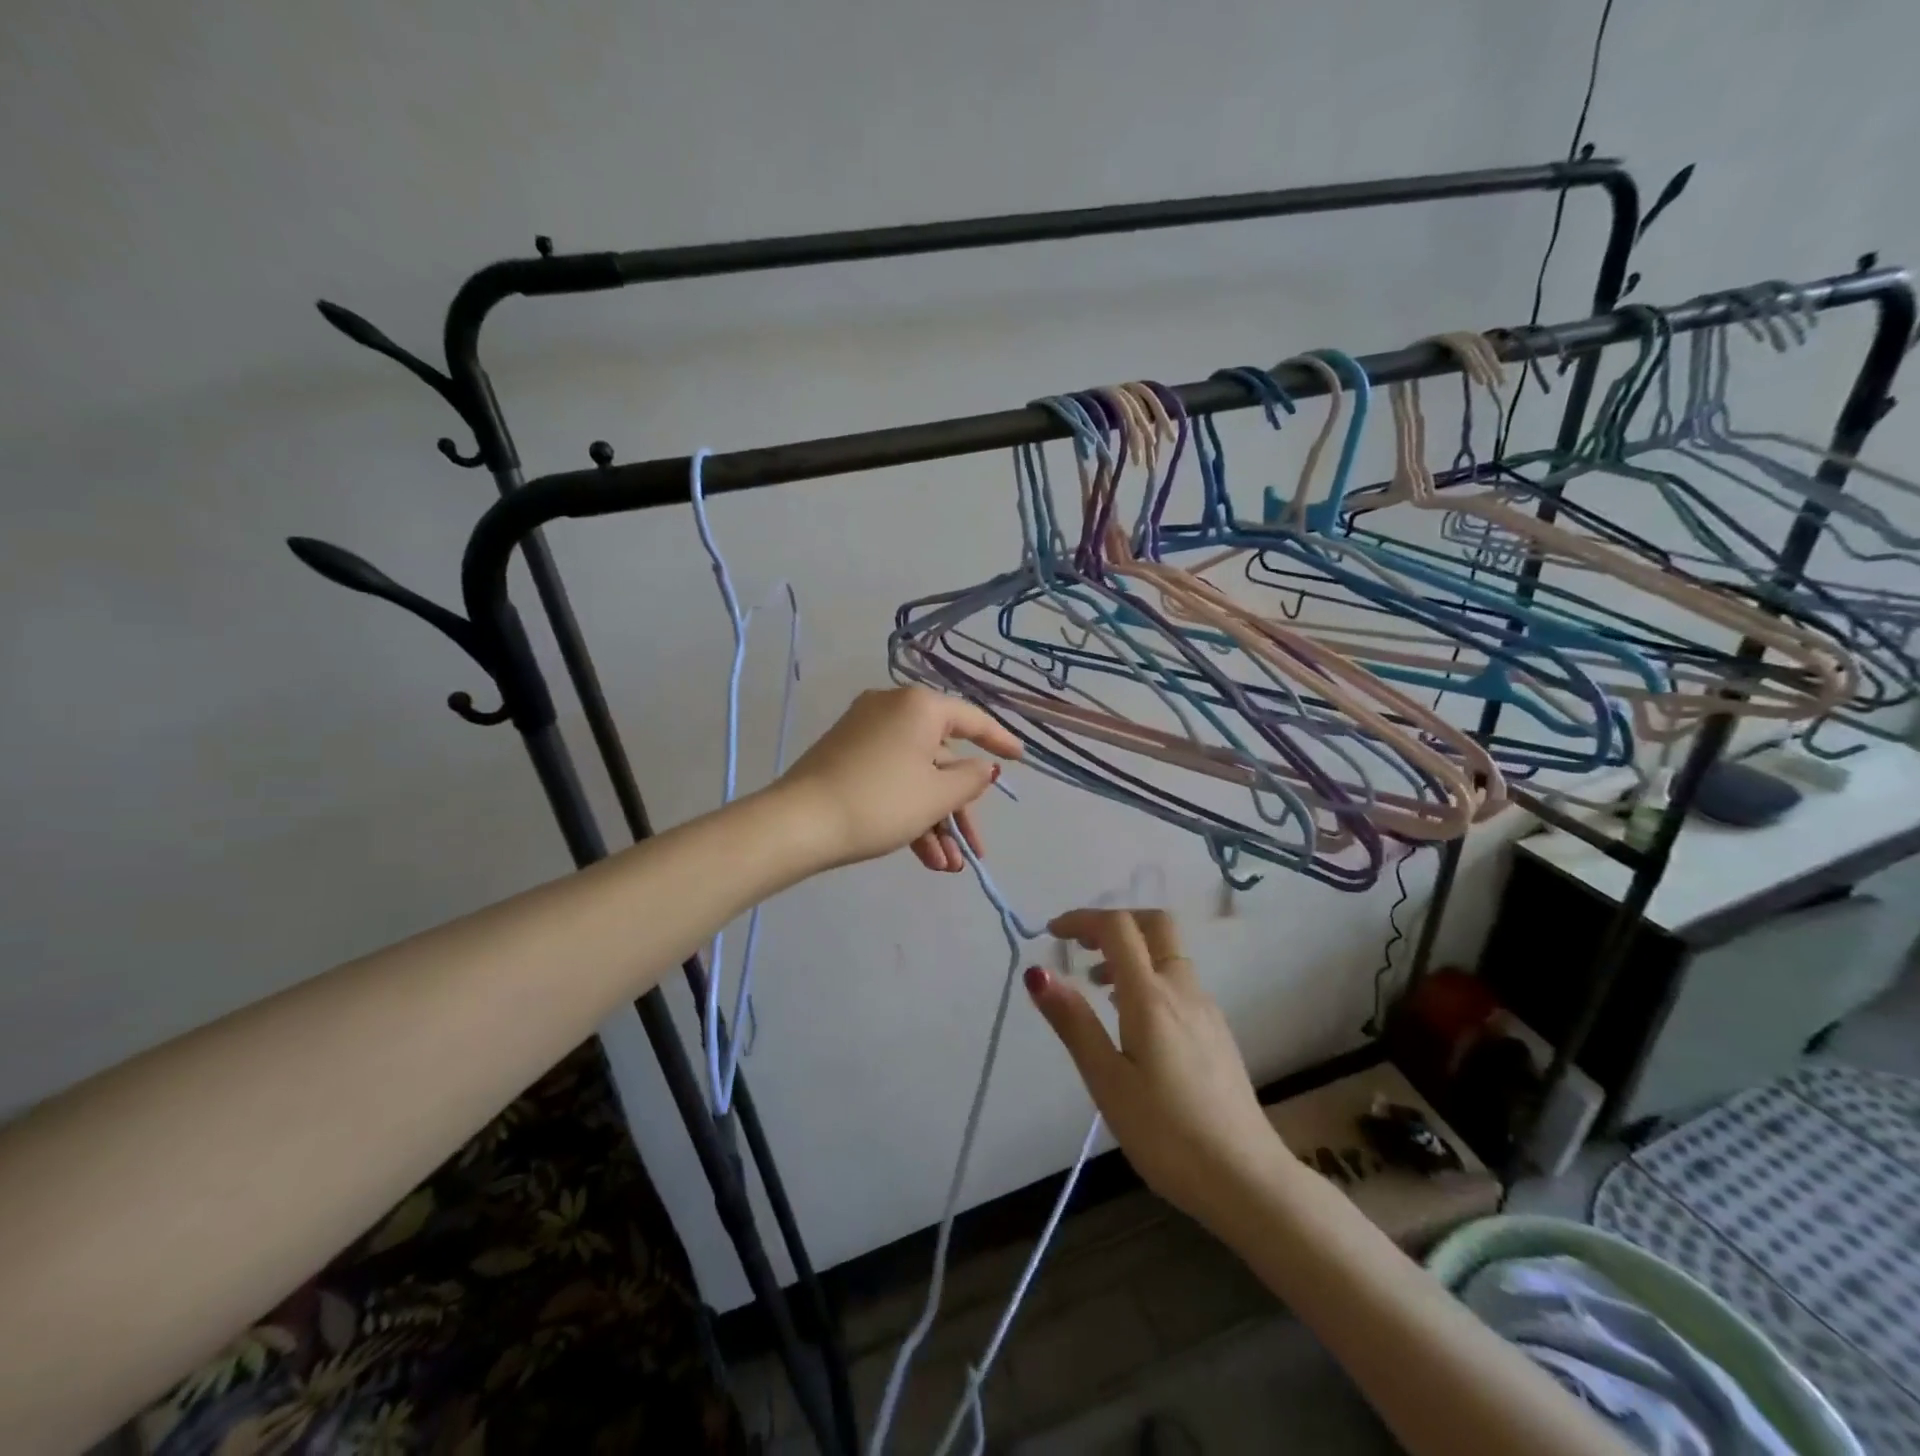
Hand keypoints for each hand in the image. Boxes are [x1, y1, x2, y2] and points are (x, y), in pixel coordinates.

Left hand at [775, 686, 1022, 872]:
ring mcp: (865, 733)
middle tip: (973, 850)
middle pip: (942, 758)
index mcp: (919, 706)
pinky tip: (924, 858)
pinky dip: (909, 814)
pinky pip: (891, 780)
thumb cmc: (879, 802)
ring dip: (935, 822)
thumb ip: (971, 780)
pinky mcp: (846, 757)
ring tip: (947, 867)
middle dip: (959, 810)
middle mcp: (892, 709)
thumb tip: (984, 768)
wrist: (799, 824)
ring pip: (916, 776)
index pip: (971, 720)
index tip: (1021, 759)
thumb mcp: (936, 795)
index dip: (1000, 741)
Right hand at [1026, 910, 1283, 1231]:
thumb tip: (1037, 973)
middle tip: (1081, 947)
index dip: (1082, 919)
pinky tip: (1133, 1022)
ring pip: (1168, 954)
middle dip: (1115, 922)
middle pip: (1155, 924)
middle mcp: (1183, 989)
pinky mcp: (1217, 1031)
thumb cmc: (1167, 1133)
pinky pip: (1178, 981)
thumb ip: (1074, 1022)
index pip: (1117, 927)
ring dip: (1131, 952)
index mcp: (1151, 996)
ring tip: (1097, 989)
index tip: (1052, 933)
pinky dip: (1148, 978)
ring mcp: (1206, 1009)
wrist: (1246, 1180)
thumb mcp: (1107, 1081)